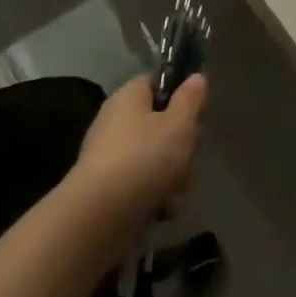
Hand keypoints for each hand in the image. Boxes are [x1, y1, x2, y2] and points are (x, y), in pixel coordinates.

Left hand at [69, 74, 206, 233]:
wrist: (100, 218)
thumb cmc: (145, 157)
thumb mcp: (180, 123)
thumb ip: (191, 99)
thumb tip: (195, 78)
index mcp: (129, 97)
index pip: (156, 83)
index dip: (179, 94)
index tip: (195, 112)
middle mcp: (115, 122)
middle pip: (160, 124)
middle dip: (180, 144)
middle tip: (188, 155)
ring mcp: (110, 158)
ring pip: (155, 158)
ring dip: (173, 175)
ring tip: (176, 190)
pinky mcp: (108, 190)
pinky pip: (142, 185)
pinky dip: (156, 196)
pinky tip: (164, 209)